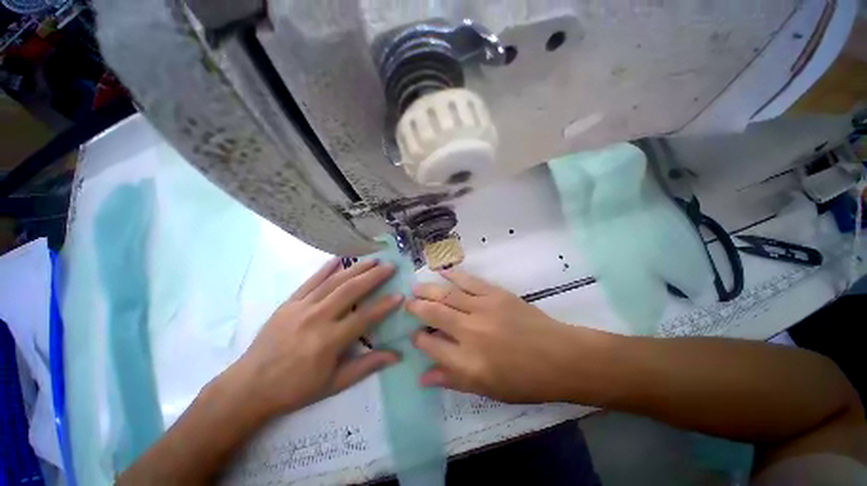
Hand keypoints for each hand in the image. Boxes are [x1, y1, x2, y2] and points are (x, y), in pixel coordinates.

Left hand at [229, 258, 401, 416]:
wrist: (249, 387)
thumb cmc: (295, 389)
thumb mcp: (334, 384)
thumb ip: (366, 366)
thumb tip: (396, 355)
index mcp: (329, 341)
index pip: (364, 317)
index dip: (384, 306)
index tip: (400, 295)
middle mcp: (317, 318)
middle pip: (351, 291)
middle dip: (373, 276)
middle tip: (390, 266)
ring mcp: (301, 307)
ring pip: (333, 282)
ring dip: (355, 268)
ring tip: (372, 260)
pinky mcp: (288, 303)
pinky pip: (310, 281)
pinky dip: (325, 269)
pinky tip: (338, 259)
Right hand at [407, 270, 588, 403]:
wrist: (559, 357)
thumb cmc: (524, 380)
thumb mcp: (487, 389)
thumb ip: (451, 380)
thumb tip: (422, 377)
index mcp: (467, 362)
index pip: (430, 346)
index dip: (418, 339)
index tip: (413, 335)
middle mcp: (470, 332)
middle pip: (434, 314)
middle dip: (416, 308)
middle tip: (406, 303)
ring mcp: (483, 309)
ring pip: (448, 295)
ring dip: (428, 289)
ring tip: (415, 287)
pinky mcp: (496, 294)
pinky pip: (469, 281)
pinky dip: (454, 275)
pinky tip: (442, 272)